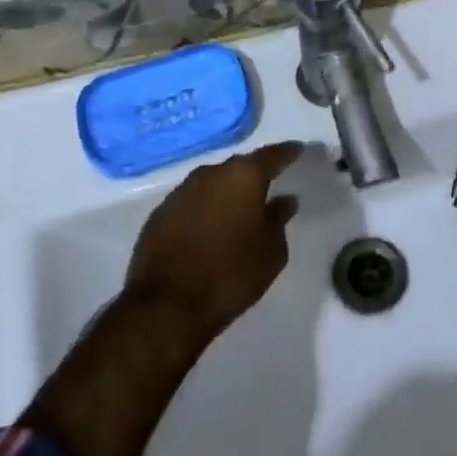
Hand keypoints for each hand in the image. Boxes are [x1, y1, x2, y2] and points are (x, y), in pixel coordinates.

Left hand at [125, 141, 303, 347]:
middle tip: (268, 184)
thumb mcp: (271, 252)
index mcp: (243, 177)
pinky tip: (210, 227)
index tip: (297, 150)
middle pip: (238, 166)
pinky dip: (204, 208)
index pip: (271, 155)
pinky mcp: (159, 214)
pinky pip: (191, 202)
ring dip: (226, 192)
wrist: (168, 305)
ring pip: (212, 183)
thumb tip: (284, 200)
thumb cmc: (231, 274)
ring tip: (239, 208)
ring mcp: (180, 192)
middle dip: (254, 174)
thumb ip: (279, 220)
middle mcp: (210, 175)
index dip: (287, 153)